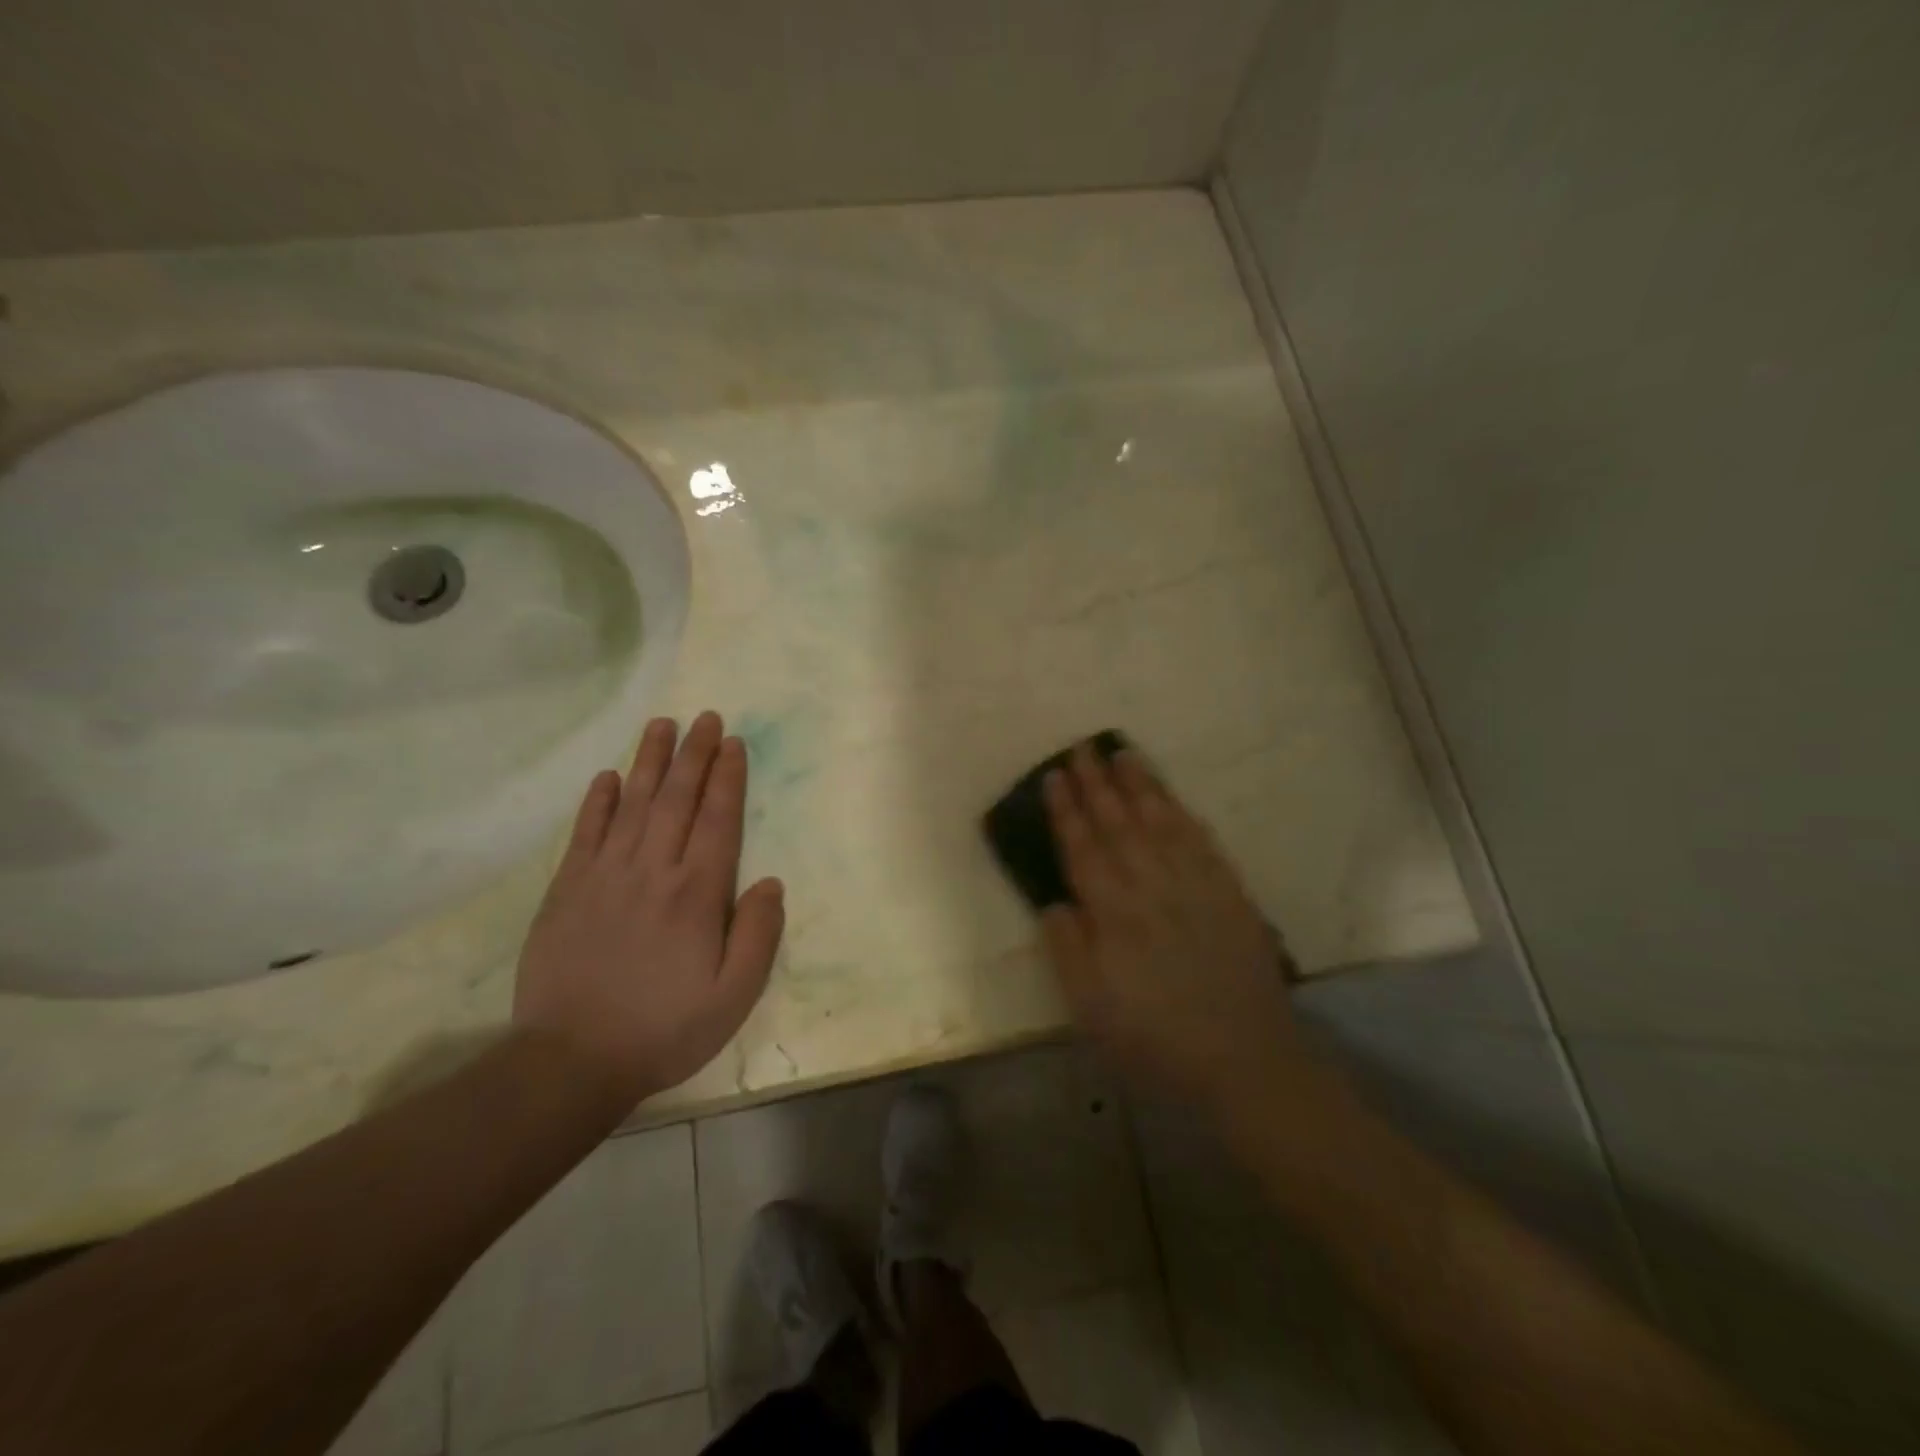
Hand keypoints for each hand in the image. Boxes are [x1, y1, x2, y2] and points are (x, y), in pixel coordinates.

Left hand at [514, 711, 784, 1108]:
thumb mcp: (734, 995)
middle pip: (678, 798)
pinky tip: (608, 776)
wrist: (573, 1060)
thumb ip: (759, 934)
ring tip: (662, 725)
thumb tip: (771, 882)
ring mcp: (605, 875)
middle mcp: (653, 870)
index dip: (728, 777)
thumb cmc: (666, 1028)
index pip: (718, 819)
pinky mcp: (568, 889)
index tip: (734, 742)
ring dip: (650, 761)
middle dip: (695, 754)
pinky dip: (598, 800)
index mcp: (697, 892)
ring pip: (633, 803)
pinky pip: (585, 832)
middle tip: (706, 717)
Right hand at [1039, 743, 1305, 1118]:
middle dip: (1097, 783)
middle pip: (1119, 823)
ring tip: (1122, 752)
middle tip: (1081, 747)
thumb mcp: (1091, 1009)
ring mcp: (1194, 884)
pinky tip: (1171, 798)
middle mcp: (1152, 886)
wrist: (1244, 1060)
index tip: (1054, 776)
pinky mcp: (1229, 892)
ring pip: (1160, 821)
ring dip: (1139, 785)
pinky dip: (1182, 813)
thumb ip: (1068, 950)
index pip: (1083, 848)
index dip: (1066, 810)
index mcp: (1114, 913)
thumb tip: (1053, 902)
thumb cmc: (1155, 1039)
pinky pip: (1200, 840)